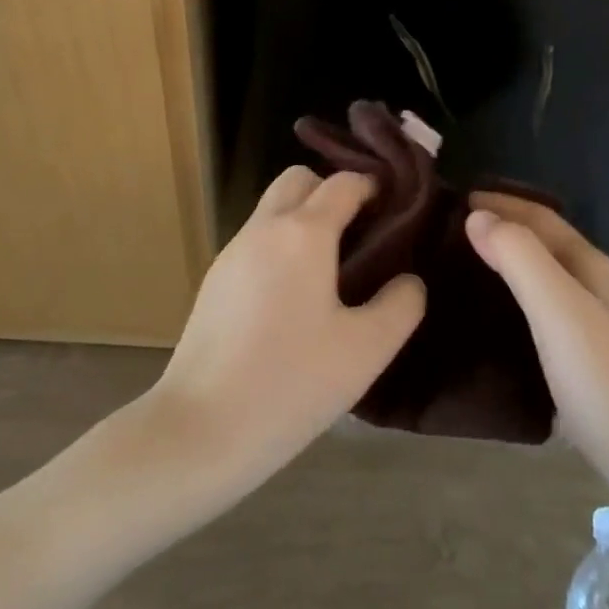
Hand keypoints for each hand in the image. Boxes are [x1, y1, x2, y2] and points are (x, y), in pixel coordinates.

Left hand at [151, 167, 425, 488]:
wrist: (199, 428)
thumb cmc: (291, 382)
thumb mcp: (366, 349)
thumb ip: (400, 305)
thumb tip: (408, 280)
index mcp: (303, 233)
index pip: (343, 183)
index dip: (373, 187)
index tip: (396, 209)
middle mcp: (264, 228)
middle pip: (298, 180)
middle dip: (331, 192)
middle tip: (361, 233)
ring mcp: (232, 252)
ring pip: (273, 210)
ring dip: (304, 219)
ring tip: (334, 269)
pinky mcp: (214, 281)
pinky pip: (256, 242)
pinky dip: (281, 246)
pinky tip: (295, 298)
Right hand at [467, 194, 608, 495]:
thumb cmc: (604, 381)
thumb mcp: (557, 310)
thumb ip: (519, 258)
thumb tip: (477, 215)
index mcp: (591, 267)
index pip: (542, 218)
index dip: (503, 202)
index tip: (459, 198)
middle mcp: (597, 289)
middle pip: (546, 243)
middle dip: (506, 227)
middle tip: (456, 229)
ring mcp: (598, 326)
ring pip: (546, 277)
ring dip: (511, 261)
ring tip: (469, 265)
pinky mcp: (591, 361)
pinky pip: (545, 311)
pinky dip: (517, 298)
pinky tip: (499, 318)